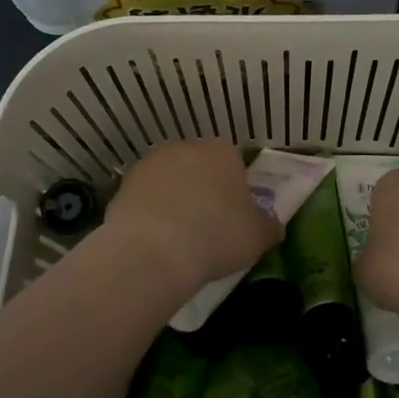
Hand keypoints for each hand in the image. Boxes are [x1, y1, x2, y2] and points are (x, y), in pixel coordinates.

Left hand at [105, 140, 279, 294]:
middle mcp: (187, 147)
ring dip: (175, 198)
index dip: (236, 190)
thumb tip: (273, 224)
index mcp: (223, 151)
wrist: (153, 250)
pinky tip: (155, 239)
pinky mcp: (125, 183)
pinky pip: (146, 196)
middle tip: (208, 226)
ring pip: (171, 179)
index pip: (235, 163)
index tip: (235, 217)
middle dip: (204, 190)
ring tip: (178, 236)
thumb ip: (269, 225)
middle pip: (201, 167)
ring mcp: (152, 162)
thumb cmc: (216, 236)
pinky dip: (151, 212)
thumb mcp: (258, 237)